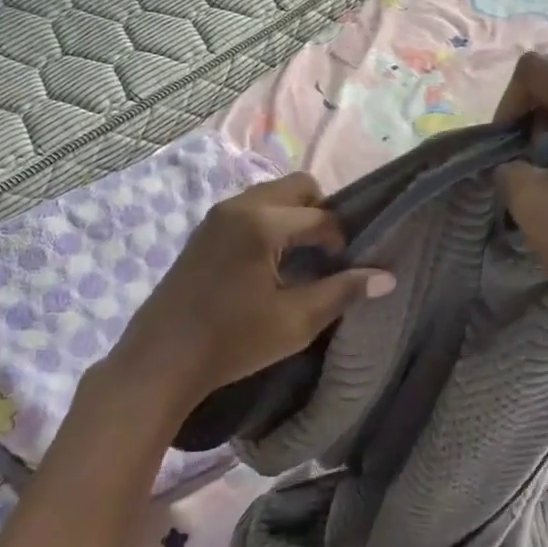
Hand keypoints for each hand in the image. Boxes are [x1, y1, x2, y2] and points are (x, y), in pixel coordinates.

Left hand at [100, 172, 394, 425]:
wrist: (161, 360)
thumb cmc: (232, 342)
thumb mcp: (295, 322)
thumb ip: (342, 292)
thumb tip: (386, 276)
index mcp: (263, 223)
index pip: (320, 216)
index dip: (341, 240)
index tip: (345, 269)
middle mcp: (239, 206)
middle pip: (296, 187)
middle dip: (319, 213)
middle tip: (325, 254)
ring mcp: (216, 216)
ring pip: (270, 196)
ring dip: (292, 217)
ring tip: (298, 260)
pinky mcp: (203, 231)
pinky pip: (248, 210)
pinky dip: (268, 223)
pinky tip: (268, 264)